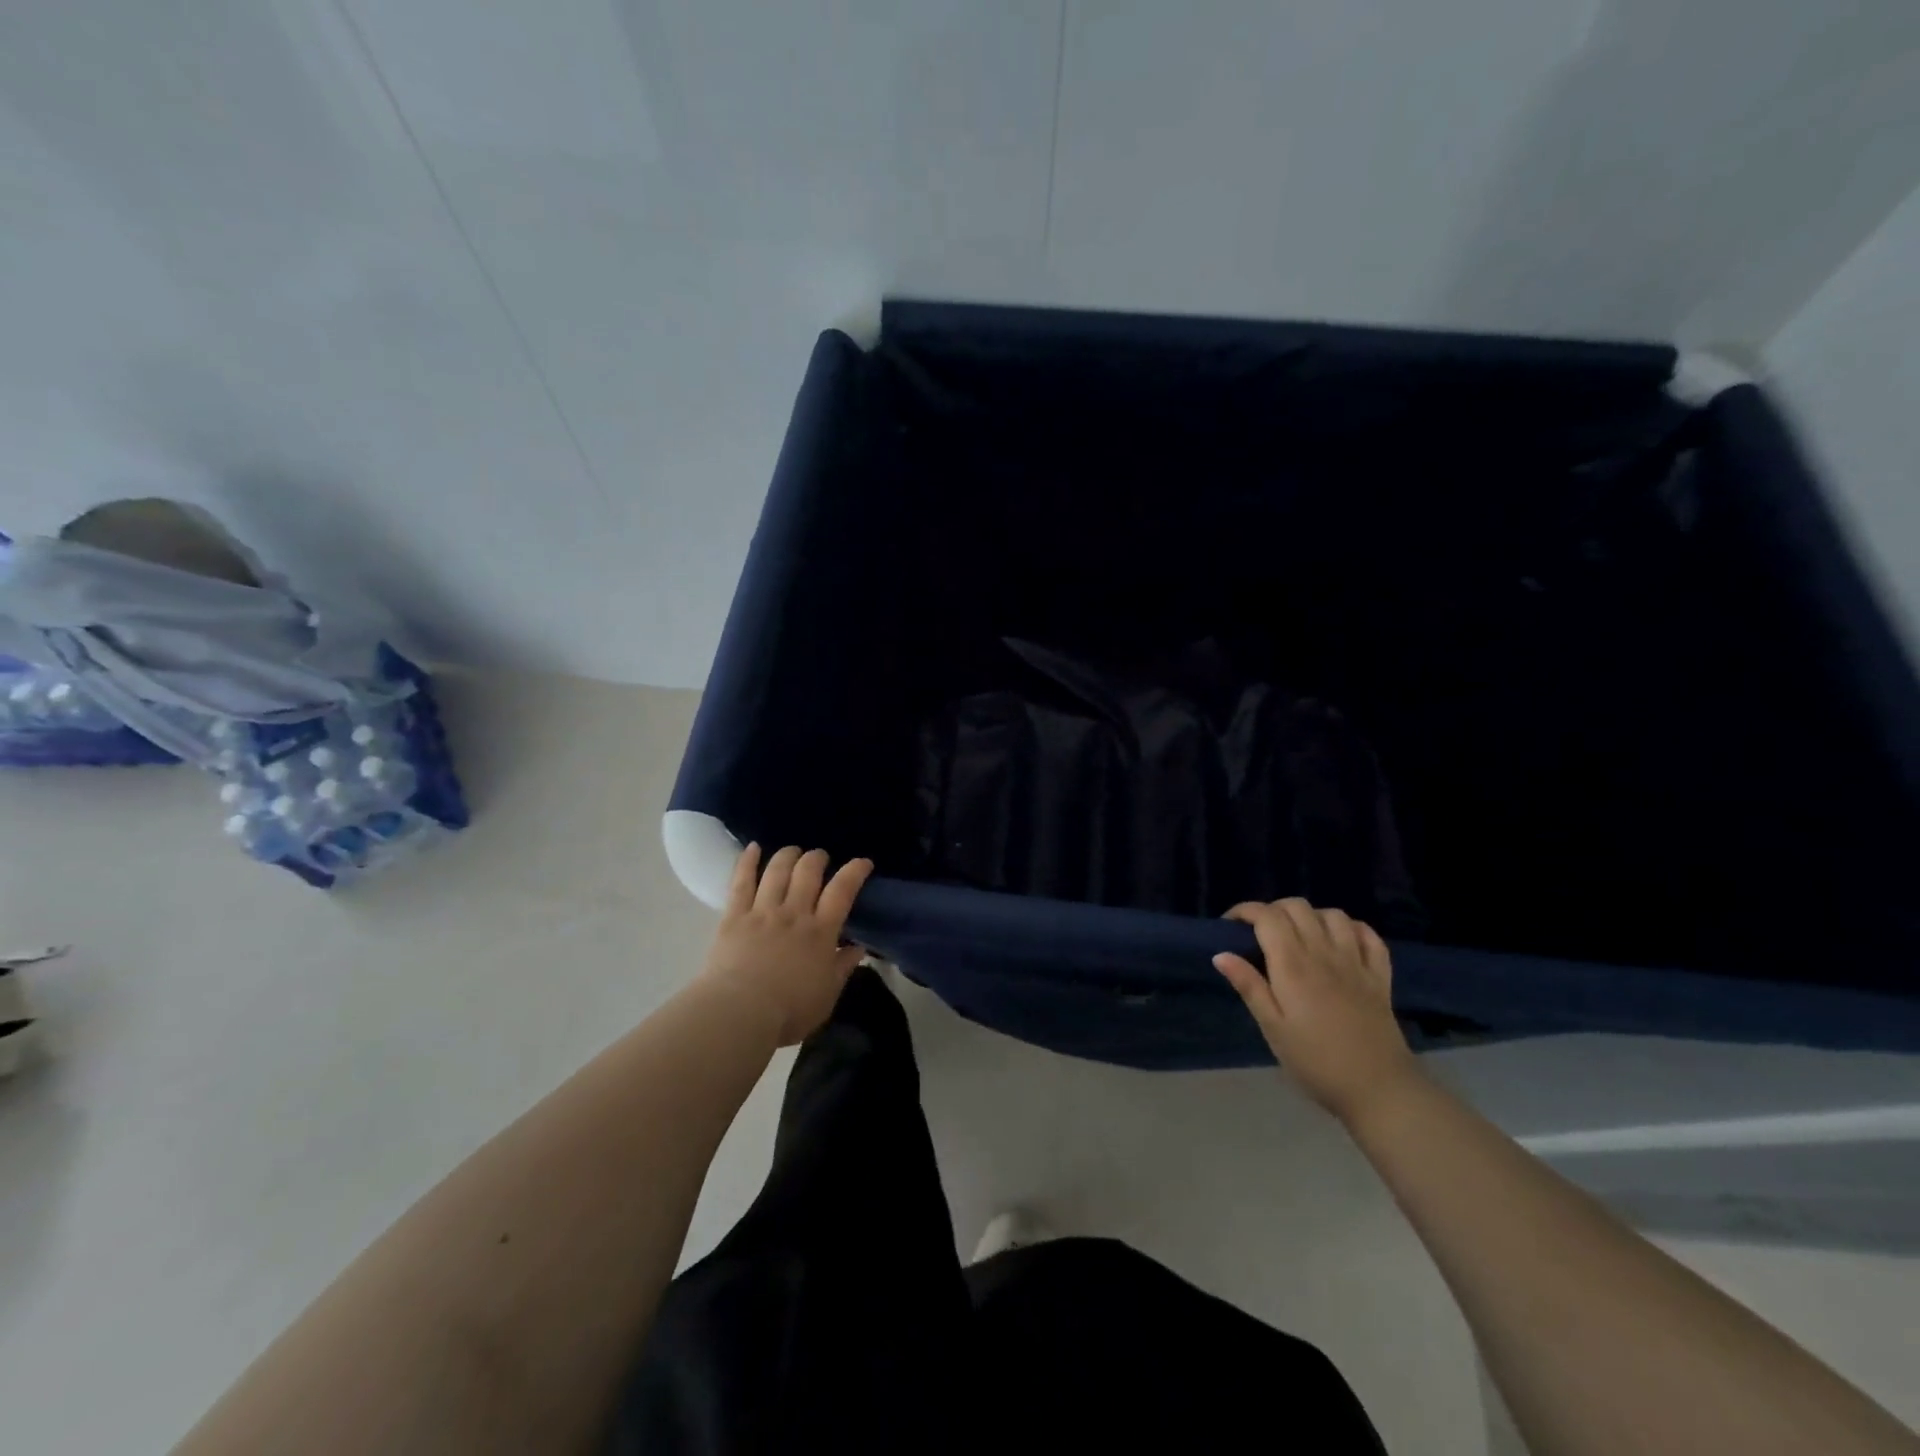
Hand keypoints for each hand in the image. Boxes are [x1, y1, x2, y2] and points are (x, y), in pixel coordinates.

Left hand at [697, 844, 873, 1046]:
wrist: (740, 1013)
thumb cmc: (789, 1011)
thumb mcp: (827, 996)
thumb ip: (842, 968)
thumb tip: (858, 948)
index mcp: (821, 933)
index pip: (842, 891)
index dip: (855, 871)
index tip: (863, 862)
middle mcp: (794, 914)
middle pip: (808, 872)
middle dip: (817, 858)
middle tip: (821, 857)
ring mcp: (763, 912)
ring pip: (777, 870)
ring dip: (788, 855)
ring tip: (793, 851)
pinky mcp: (734, 917)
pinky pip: (741, 882)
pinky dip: (747, 861)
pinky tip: (753, 847)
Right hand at [1214, 898, 1423, 1124]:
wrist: (1379, 1090)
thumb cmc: (1316, 1061)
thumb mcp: (1273, 1028)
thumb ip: (1249, 987)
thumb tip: (1221, 954)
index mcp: (1293, 965)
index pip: (1267, 916)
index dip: (1245, 911)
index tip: (1230, 925)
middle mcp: (1324, 953)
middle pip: (1298, 907)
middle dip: (1273, 910)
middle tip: (1260, 933)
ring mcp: (1356, 962)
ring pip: (1333, 914)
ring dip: (1311, 916)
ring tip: (1299, 935)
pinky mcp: (1380, 976)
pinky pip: (1369, 935)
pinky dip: (1351, 928)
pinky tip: (1340, 941)